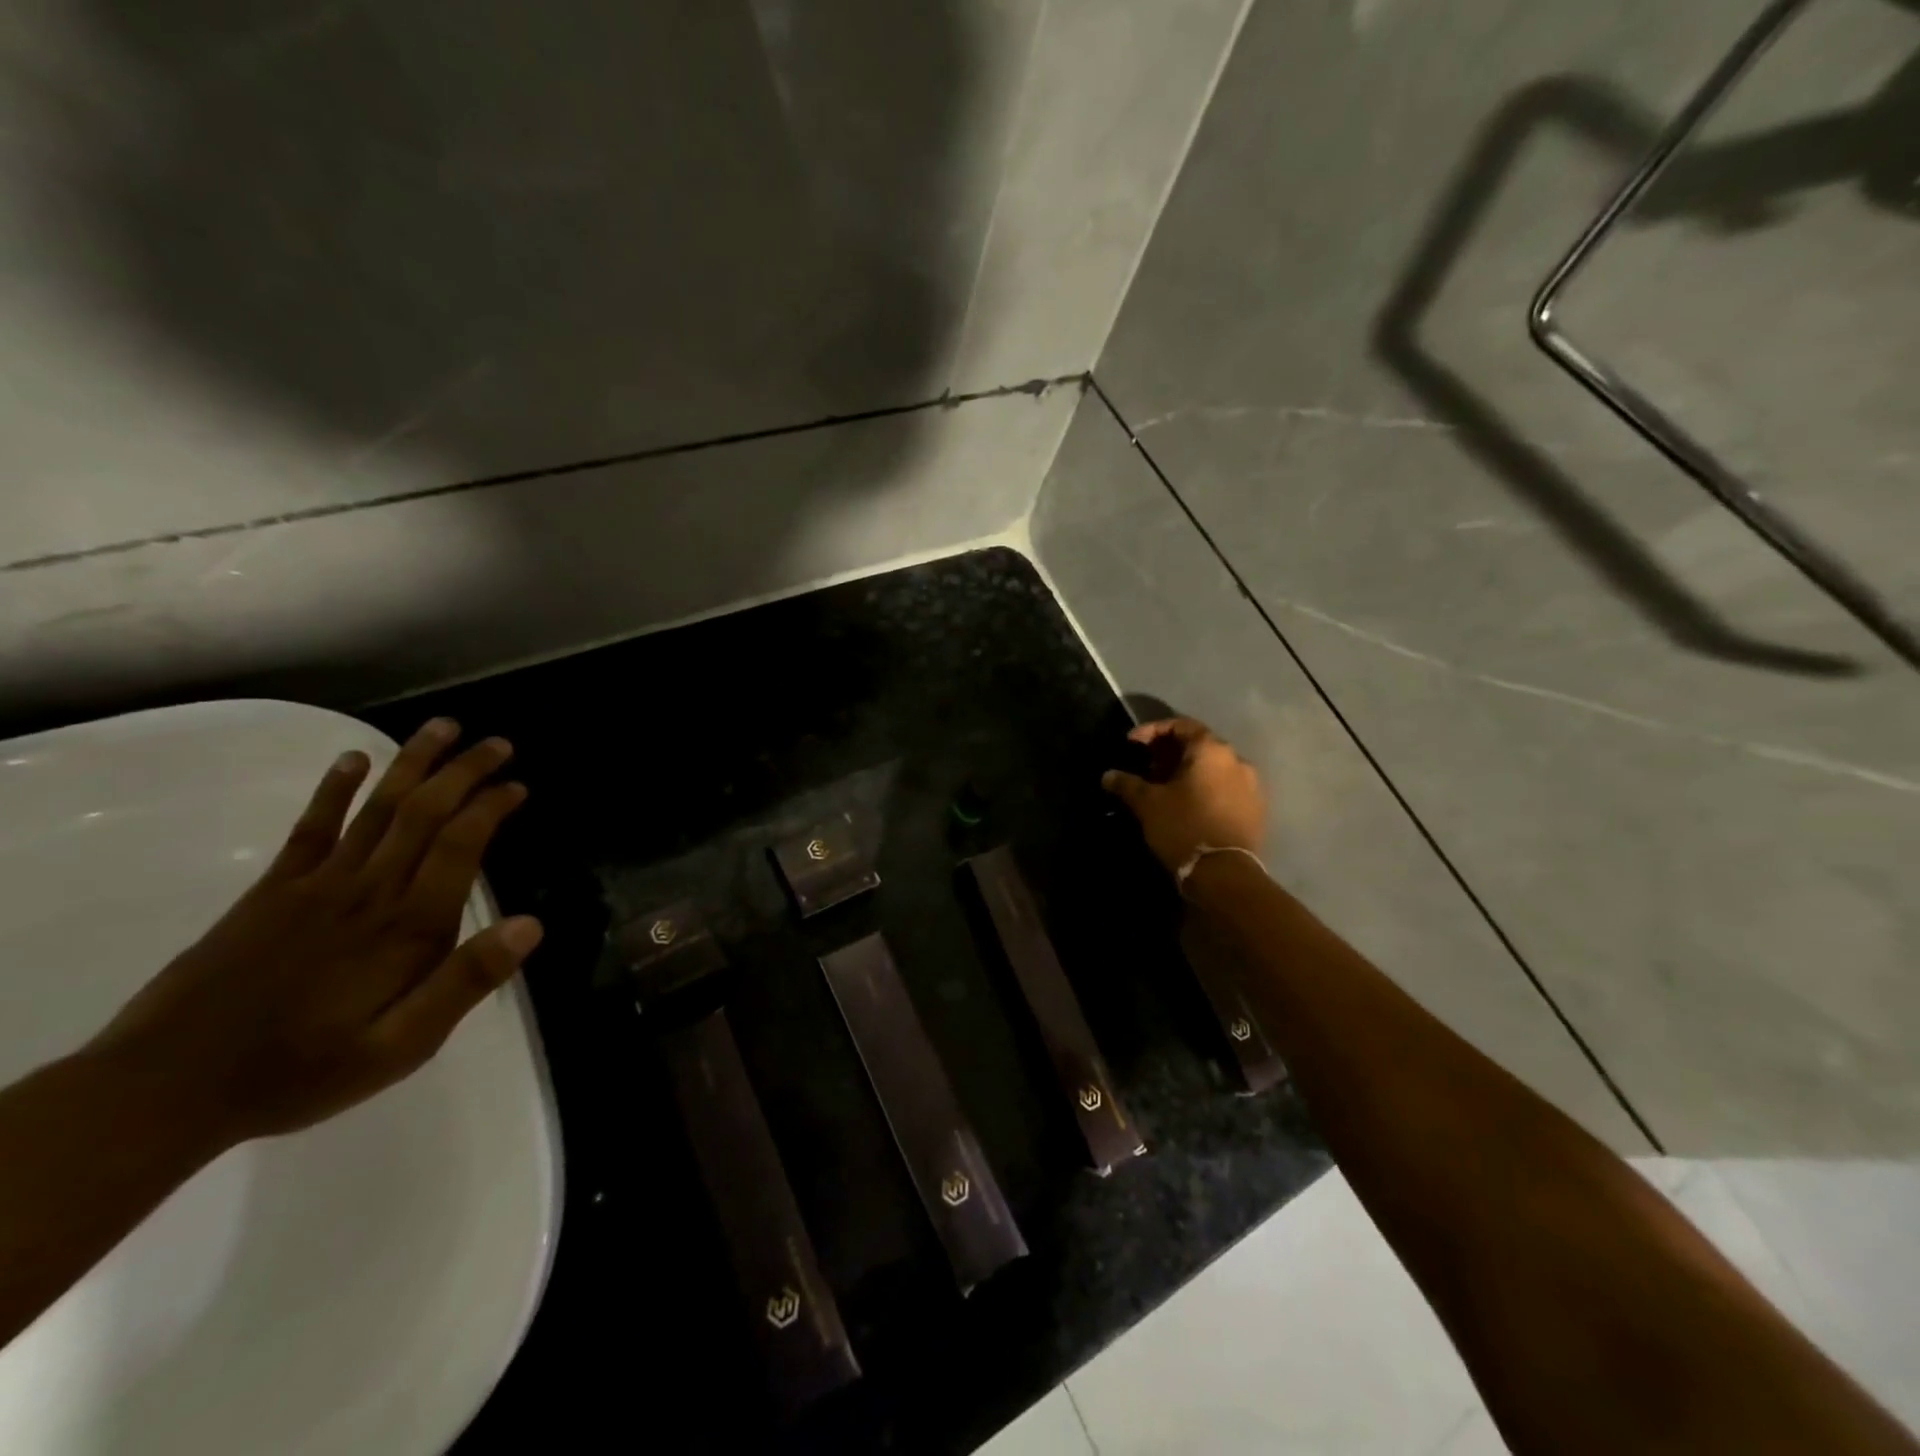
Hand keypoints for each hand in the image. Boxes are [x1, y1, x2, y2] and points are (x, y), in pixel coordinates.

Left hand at [91, 718, 542, 1150]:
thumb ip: (465, 982)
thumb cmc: (303, 1070)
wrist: (167, 1089)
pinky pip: (309, 828)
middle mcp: (368, 891)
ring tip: (442, 728)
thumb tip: (531, 925)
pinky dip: (333, 790)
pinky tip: (353, 760)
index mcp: (406, 927)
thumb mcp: (402, 1046)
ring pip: (376, 809)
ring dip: (411, 764)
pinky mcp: (271, 891)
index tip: (518, 785)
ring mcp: (316, 885)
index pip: (460, 846)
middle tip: (496, 743)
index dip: (491, 807)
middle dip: (463, 772)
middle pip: (423, 813)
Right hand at [1101, 717, 1266, 875]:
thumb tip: (1108, 775)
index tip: (1132, 744)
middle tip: (1147, 768)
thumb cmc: (1184, 827)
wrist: (1225, 874)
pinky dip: (1205, 789)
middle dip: (1170, 753)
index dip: (1153, 730)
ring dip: (1188, 772)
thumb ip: (1127, 784)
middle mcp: (1237, 760)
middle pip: (1199, 745)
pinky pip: (1226, 788)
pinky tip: (1187, 805)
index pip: (1181, 725)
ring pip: (1213, 768)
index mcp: (1211, 750)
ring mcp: (1251, 785)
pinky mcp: (1256, 809)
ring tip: (1165, 788)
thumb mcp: (1148, 804)